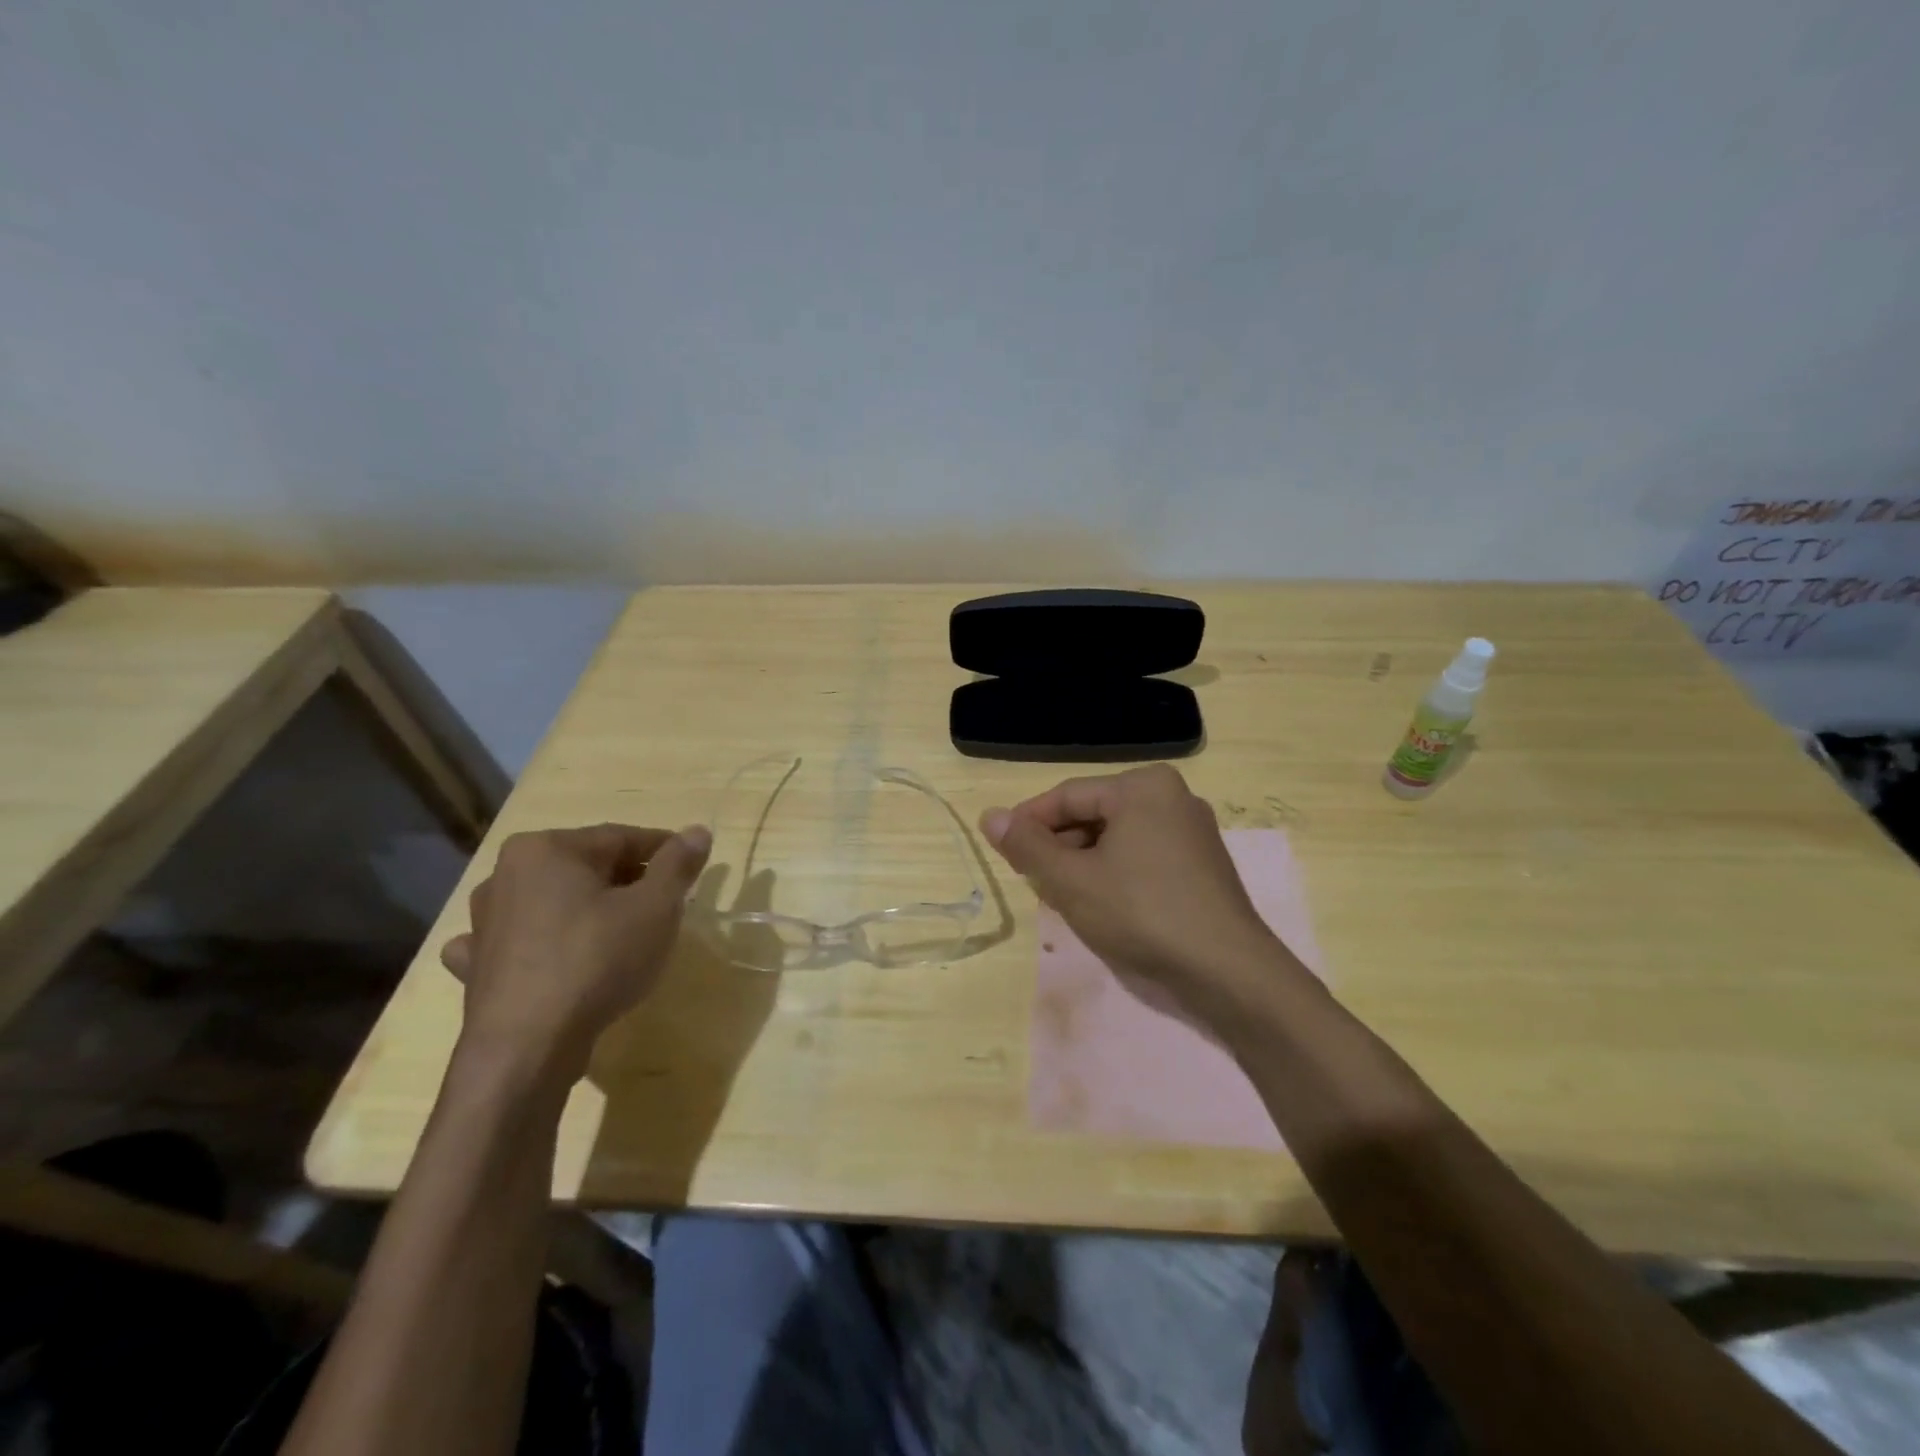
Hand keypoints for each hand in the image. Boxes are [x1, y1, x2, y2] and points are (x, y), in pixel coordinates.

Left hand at [439, 823, 711, 1084]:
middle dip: (627, 881)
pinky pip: (516, 942)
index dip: (663, 851)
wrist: (526, 1049)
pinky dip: (539, 942)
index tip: (692, 868)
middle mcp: (506, 875)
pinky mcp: (477, 967)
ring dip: (584, 909)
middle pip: (586, 868)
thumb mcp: (656, 908)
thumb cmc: (597, 960)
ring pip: (552, 902)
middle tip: (665, 905)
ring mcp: (484, 923)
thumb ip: (678, 864)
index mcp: (547, 849)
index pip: (622, 838)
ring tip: (619, 931)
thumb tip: (698, 831)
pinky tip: (549, 955)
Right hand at [981, 765, 1293, 1012]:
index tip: (1001, 852)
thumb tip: (989, 815)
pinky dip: (1113, 875)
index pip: (1067, 796)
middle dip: (1058, 848)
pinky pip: (1141, 856)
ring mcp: (1191, 831)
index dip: (1027, 823)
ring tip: (1062, 900)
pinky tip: (1100, 907)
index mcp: (1142, 787)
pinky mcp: (1201, 865)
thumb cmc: (1142, 914)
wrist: (1229, 973)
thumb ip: (1027, 846)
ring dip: (1082, 865)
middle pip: (1093, 815)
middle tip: (1033, 883)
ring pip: (1116, 839)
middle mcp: (1171, 797)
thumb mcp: (1072, 881)